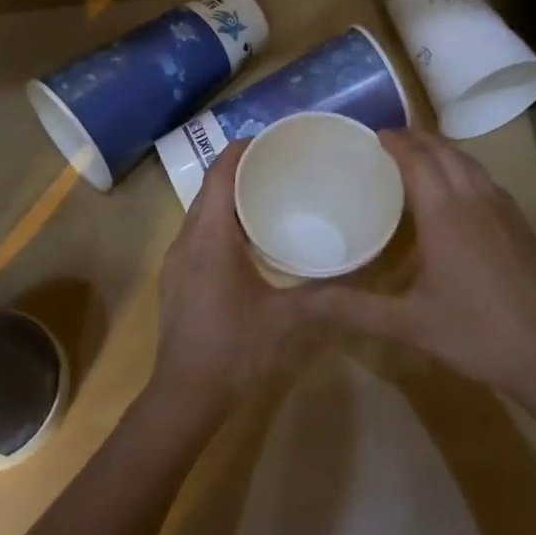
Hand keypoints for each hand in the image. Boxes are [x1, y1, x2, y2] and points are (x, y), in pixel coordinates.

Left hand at [149, 141, 328, 419]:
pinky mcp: (176, 278)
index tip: (271, 139)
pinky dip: (220, 222)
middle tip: (279, 164)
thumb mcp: (287, 319)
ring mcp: (176, 260)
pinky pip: (197, 234)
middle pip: (209, 189)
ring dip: (229, 197)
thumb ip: (324, 292)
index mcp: (211, 237)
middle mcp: (187, 239)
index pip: (220, 175)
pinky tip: (248, 239)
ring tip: (267, 194)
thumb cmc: (236, 349)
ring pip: (201, 212)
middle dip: (239, 169)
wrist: (185, 396)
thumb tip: (359, 270)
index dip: (241, 150)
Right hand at [314, 128, 535, 390]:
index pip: (418, 158)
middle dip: (417, 138)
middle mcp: (474, 198)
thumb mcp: (406, 322)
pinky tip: (459, 192)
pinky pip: (487, 179)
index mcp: (444, 212)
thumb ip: (352, 308)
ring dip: (443, 151)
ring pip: (470, 162)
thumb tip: (301, 303)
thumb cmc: (472, 332)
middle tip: (391, 141)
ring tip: (421, 157)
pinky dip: (465, 170)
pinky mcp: (521, 223)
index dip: (396, 141)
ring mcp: (503, 208)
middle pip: (444, 151)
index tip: (374, 135)